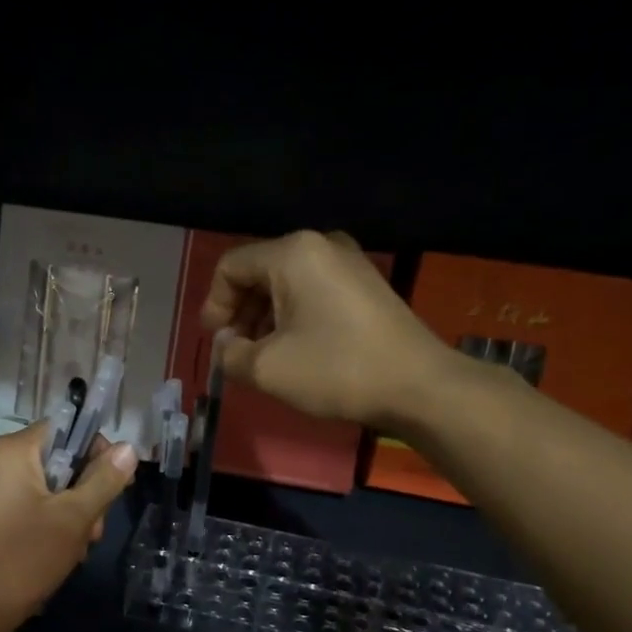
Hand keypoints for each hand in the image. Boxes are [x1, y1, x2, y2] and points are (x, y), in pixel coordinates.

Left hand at [0, 421, 138, 631]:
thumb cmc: (24, 555)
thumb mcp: (74, 517)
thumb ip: (104, 480)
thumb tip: (128, 448)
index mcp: (14, 451)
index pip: (66, 429)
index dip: (97, 452)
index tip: (117, 483)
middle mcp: (0, 463)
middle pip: (60, 461)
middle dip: (86, 494)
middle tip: (95, 529)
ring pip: (50, 490)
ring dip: (73, 516)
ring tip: (79, 549)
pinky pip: (33, 509)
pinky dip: (52, 527)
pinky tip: (62, 555)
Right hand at [200, 230, 450, 429]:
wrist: (418, 385)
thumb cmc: (335, 370)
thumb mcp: (267, 368)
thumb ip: (230, 353)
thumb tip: (226, 344)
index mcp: (293, 253)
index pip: (231, 266)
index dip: (214, 304)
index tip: (215, 341)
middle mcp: (321, 245)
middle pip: (259, 272)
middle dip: (240, 312)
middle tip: (235, 350)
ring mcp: (349, 263)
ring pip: (287, 284)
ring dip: (265, 317)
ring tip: (262, 356)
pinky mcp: (366, 285)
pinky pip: (314, 292)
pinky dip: (294, 317)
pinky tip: (294, 350)